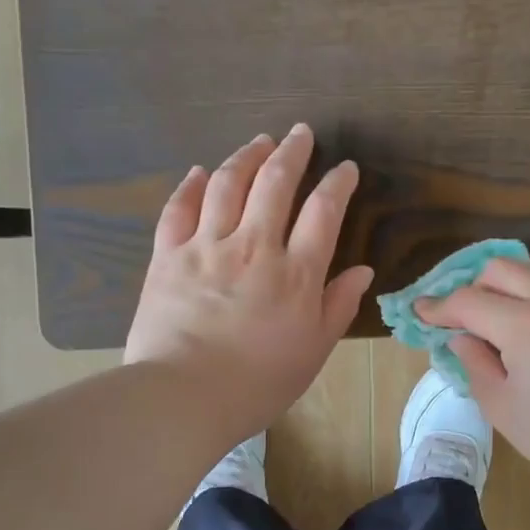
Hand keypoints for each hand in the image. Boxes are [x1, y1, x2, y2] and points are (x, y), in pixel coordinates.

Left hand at [125, 125, 374, 445]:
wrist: (184, 396)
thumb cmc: (258, 383)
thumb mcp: (313, 352)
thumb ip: (337, 306)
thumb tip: (362, 271)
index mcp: (295, 273)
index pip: (323, 212)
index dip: (337, 183)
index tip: (345, 168)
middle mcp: (254, 247)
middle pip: (275, 184)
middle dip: (292, 152)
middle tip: (301, 133)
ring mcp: (206, 246)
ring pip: (228, 184)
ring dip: (247, 156)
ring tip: (260, 141)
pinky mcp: (167, 256)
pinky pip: (179, 209)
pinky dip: (192, 185)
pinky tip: (201, 172)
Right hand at [416, 259, 529, 487]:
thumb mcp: (499, 405)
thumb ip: (474, 362)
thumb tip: (461, 337)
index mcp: (526, 326)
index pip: (469, 301)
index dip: (439, 307)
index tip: (420, 313)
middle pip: (500, 270)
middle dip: (472, 288)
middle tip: (460, 320)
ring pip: (528, 279)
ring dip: (501, 295)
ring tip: (492, 332)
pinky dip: (527, 305)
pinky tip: (525, 340)